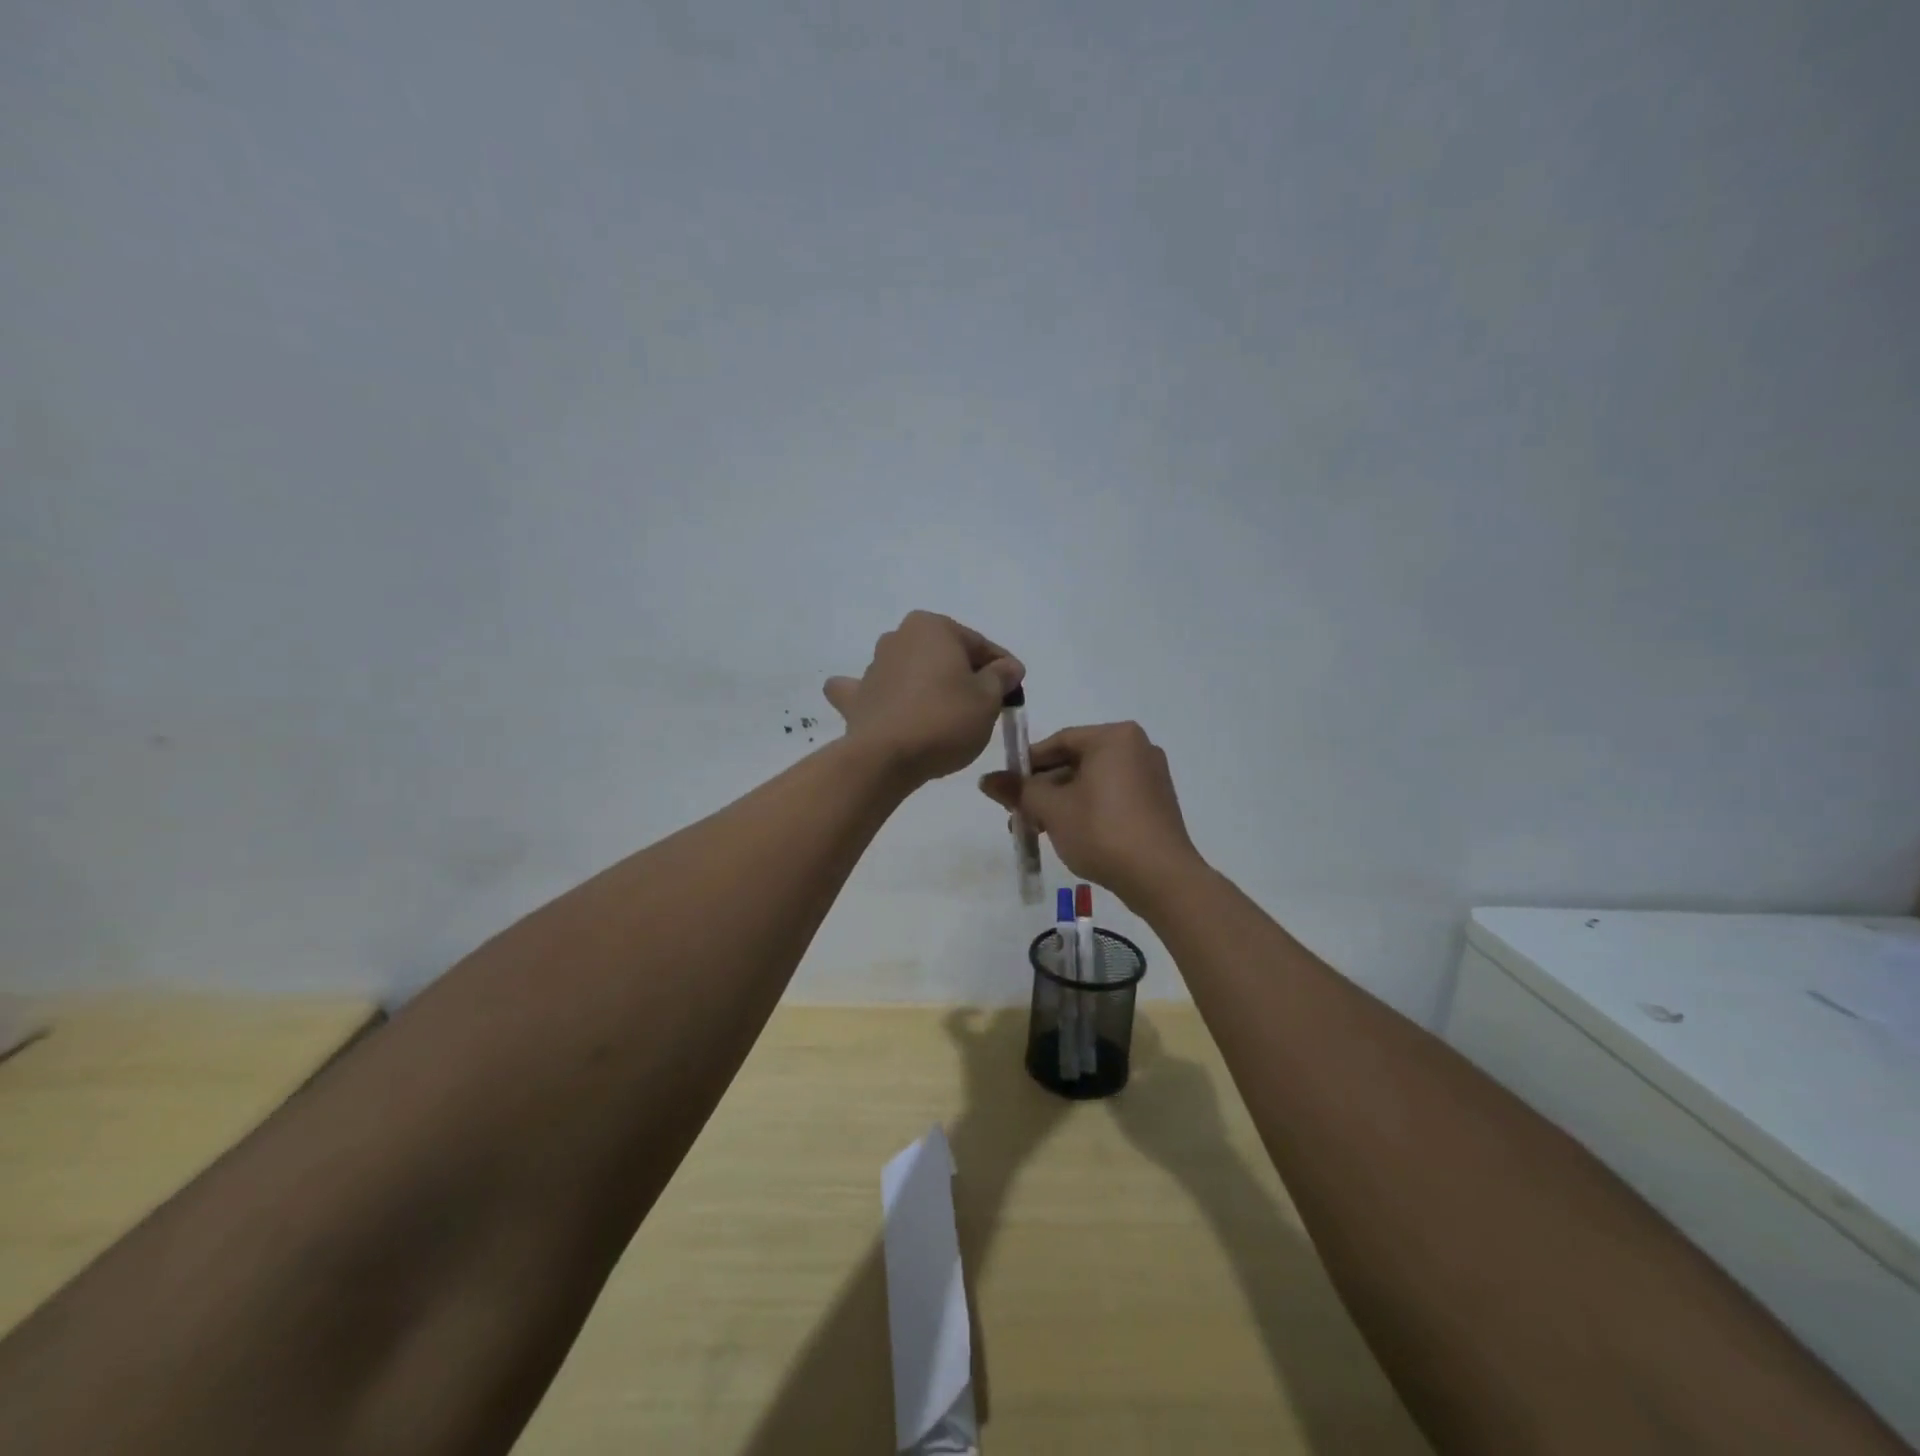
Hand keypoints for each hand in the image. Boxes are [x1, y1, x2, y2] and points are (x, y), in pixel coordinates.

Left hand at [824, 611, 1024, 785]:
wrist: (883, 758)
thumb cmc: (944, 719)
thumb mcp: (988, 699)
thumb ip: (1001, 677)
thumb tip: (1008, 667)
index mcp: (932, 627)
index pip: (979, 645)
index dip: (1002, 668)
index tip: (1015, 691)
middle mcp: (899, 637)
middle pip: (945, 656)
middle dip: (965, 675)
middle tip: (986, 706)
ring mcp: (874, 666)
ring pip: (915, 672)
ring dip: (932, 687)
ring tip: (950, 718)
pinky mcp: (859, 697)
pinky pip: (884, 693)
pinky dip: (895, 700)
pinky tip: (903, 715)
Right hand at [978, 721, 1202, 909]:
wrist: (1161, 878)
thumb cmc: (1102, 831)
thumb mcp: (1052, 809)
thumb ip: (1019, 790)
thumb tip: (986, 780)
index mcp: (1114, 737)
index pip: (1059, 741)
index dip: (1027, 764)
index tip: (1006, 788)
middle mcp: (1137, 747)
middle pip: (1075, 761)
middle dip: (1043, 788)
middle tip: (1018, 814)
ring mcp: (1151, 776)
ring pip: (1092, 782)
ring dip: (1061, 802)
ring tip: (1037, 830)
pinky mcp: (1156, 803)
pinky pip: (1112, 796)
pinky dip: (1087, 809)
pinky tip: (1068, 834)